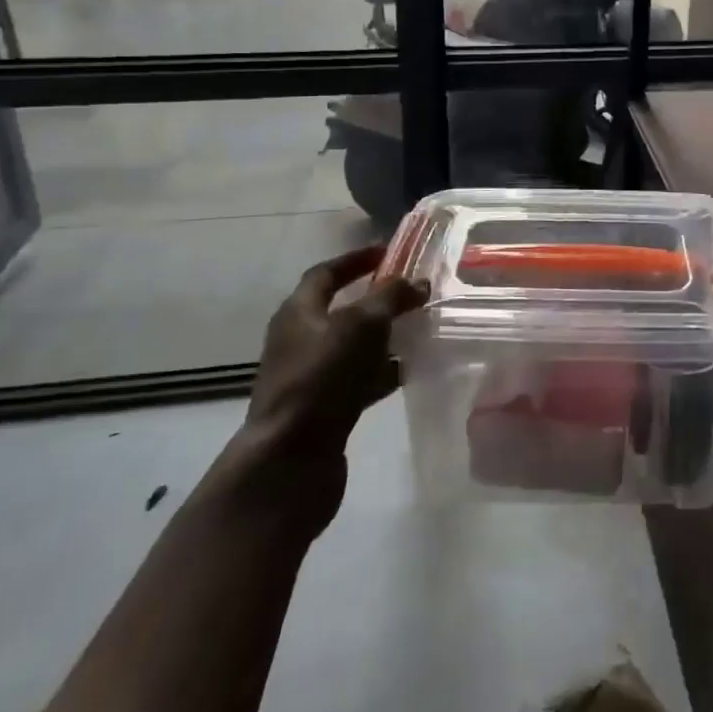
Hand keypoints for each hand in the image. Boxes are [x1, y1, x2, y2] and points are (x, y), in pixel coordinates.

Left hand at [236, 245, 426, 526]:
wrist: (290, 459)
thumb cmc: (321, 377)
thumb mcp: (361, 325)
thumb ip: (392, 298)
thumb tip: (419, 282)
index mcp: (299, 312)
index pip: (326, 273)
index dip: (356, 259)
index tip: (389, 252)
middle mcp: (300, 340)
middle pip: (343, 310)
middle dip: (378, 300)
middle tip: (414, 292)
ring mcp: (311, 376)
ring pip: (354, 346)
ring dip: (385, 338)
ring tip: (422, 329)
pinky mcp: (325, 408)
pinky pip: (359, 379)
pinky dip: (383, 372)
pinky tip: (411, 370)